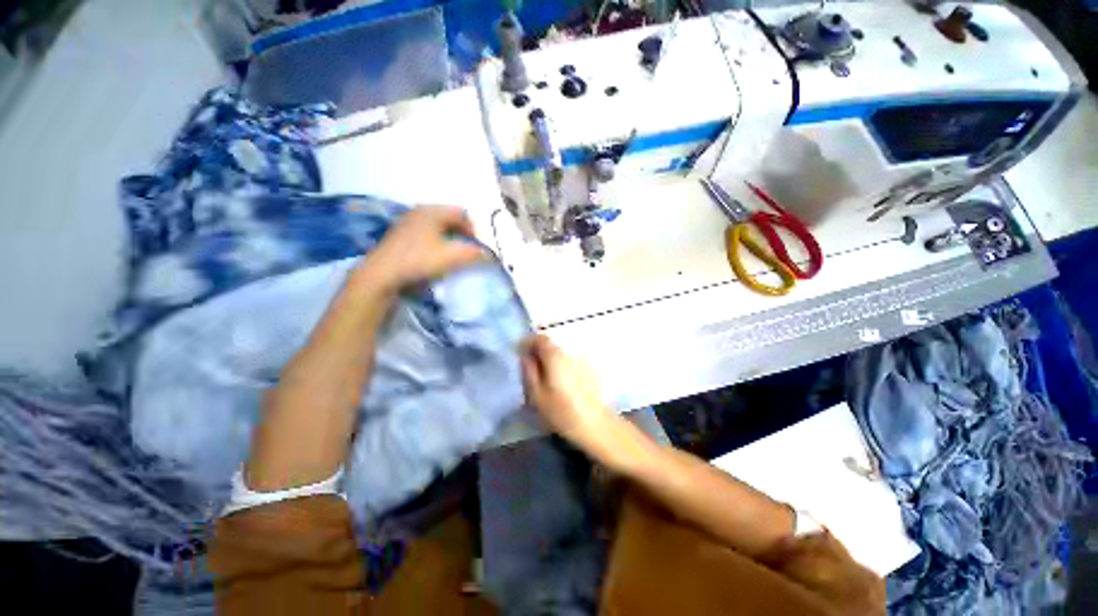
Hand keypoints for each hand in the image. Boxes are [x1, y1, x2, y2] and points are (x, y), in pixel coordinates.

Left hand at [361, 205, 486, 289]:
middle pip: (449, 216)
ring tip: (451, 252)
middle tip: (466, 248)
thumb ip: (474, 253)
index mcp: (433, 211)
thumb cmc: (420, 260)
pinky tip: (433, 253)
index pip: (461, 214)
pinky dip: (435, 238)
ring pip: (436, 224)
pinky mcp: (400, 232)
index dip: (473, 229)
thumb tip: (488, 254)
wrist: (383, 273)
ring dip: (448, 235)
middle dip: (461, 232)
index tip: (476, 246)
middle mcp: (420, 210)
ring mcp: (407, 220)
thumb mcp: (452, 257)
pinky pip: (425, 230)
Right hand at [520, 334, 617, 449]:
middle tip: (531, 366)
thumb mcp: (537, 395)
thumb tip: (525, 356)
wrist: (597, 425)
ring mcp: (582, 358)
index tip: (520, 353)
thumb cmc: (563, 412)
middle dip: (539, 350)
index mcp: (555, 355)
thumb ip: (529, 371)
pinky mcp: (590, 367)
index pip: (540, 337)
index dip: (528, 342)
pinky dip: (562, 364)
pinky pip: (571, 359)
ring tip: (545, 375)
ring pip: (561, 352)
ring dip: (551, 358)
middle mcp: (570, 351)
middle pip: (551, 343)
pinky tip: (561, 381)